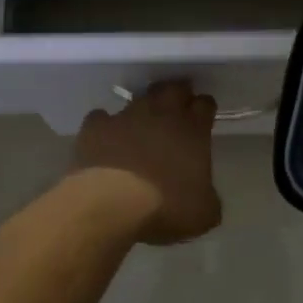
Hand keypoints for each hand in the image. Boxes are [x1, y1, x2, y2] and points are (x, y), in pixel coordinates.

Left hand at [72, 80, 222, 245]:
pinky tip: (104, 141)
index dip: (205, 108)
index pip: (205, 104)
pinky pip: (101, 118)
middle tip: (176, 108)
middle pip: (173, 89)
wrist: (110, 206)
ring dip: (142, 110)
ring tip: (140, 128)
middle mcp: (161, 114)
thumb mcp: (204, 213)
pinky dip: (105, 126)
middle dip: (177, 95)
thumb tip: (203, 193)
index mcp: (192, 130)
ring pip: (138, 100)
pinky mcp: (95, 127)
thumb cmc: (165, 208)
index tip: (203, 117)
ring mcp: (125, 117)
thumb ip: (207, 194)